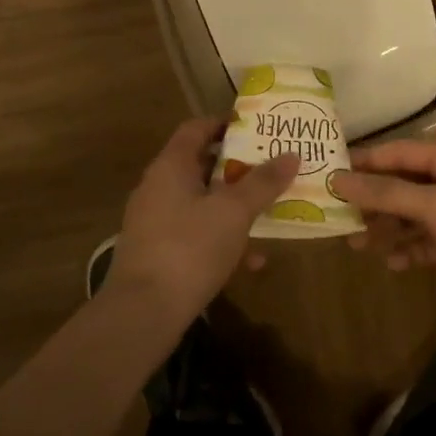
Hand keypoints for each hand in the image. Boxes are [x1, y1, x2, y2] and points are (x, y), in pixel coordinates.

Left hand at [108, 119, 300, 328]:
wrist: (143, 312)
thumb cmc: (190, 247)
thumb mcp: (234, 212)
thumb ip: (263, 183)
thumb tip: (291, 155)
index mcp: (171, 166)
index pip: (196, 128)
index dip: (225, 124)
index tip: (257, 129)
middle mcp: (158, 187)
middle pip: (201, 165)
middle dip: (239, 169)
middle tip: (272, 169)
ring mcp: (155, 221)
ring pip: (201, 203)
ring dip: (234, 208)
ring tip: (269, 214)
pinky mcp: (157, 253)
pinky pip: (195, 234)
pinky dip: (222, 240)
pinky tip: (251, 262)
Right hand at [330, 141, 435, 341]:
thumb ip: (387, 193)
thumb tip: (339, 179)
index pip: (401, 152)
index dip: (366, 160)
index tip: (330, 171)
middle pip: (404, 184)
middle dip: (371, 198)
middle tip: (336, 212)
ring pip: (412, 216)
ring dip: (385, 227)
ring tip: (354, 243)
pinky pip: (425, 243)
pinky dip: (407, 250)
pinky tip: (391, 263)